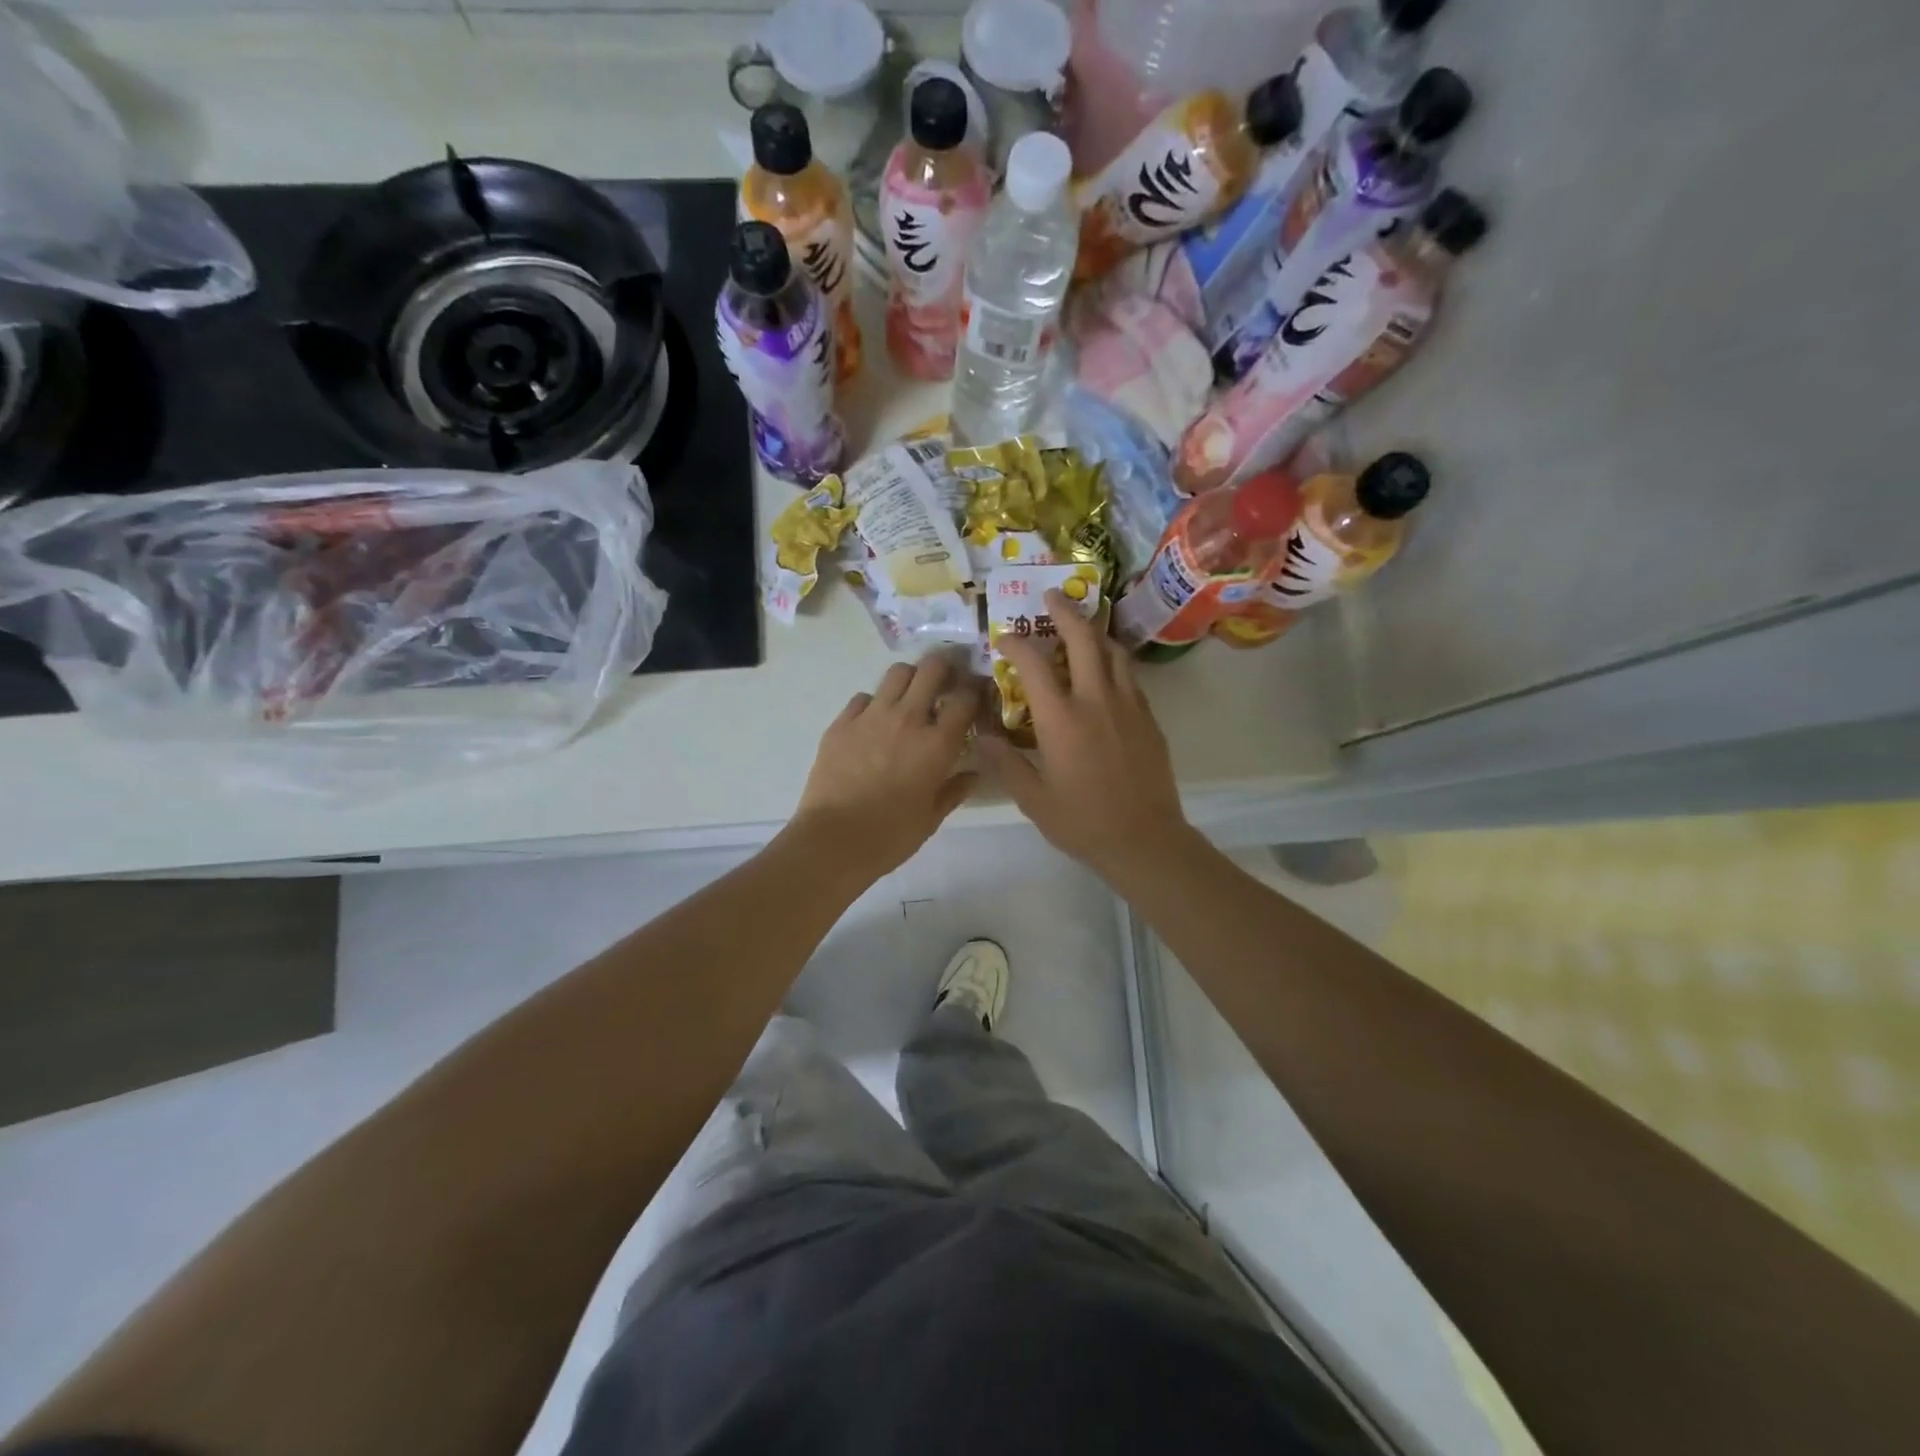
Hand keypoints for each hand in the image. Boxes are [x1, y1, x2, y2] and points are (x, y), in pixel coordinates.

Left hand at [792, 653, 980, 878]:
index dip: (974, 692)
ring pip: (897, 673)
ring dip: (909, 679)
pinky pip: (863, 697)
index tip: (974, 698)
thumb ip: (954, 791)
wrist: (833, 841)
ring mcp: (871, 716)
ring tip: (909, 697)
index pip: (965, 699)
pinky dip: (874, 703)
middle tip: (944, 684)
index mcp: (937, 744)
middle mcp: (907, 719)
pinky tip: (873, 723)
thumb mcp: (931, 818)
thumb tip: (973, 775)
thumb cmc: (890, 836)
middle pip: (932, 669)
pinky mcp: (841, 723)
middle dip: (944, 670)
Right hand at [976, 590, 1195, 889]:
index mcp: (1061, 719)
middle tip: (1051, 595)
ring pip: (1113, 651)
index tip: (1004, 638)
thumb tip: (979, 734)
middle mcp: (1096, 700)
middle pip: (1082, 639)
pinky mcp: (1148, 717)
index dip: (1015, 643)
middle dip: (1064, 611)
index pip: (1033, 663)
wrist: (1144, 840)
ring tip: (1081, 627)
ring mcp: (1128, 705)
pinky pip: (1130, 675)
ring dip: (1094, 632)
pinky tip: (1105, 670)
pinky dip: (1114, 661)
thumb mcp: (1032, 798)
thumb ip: (1004, 762)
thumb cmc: (1082, 822)